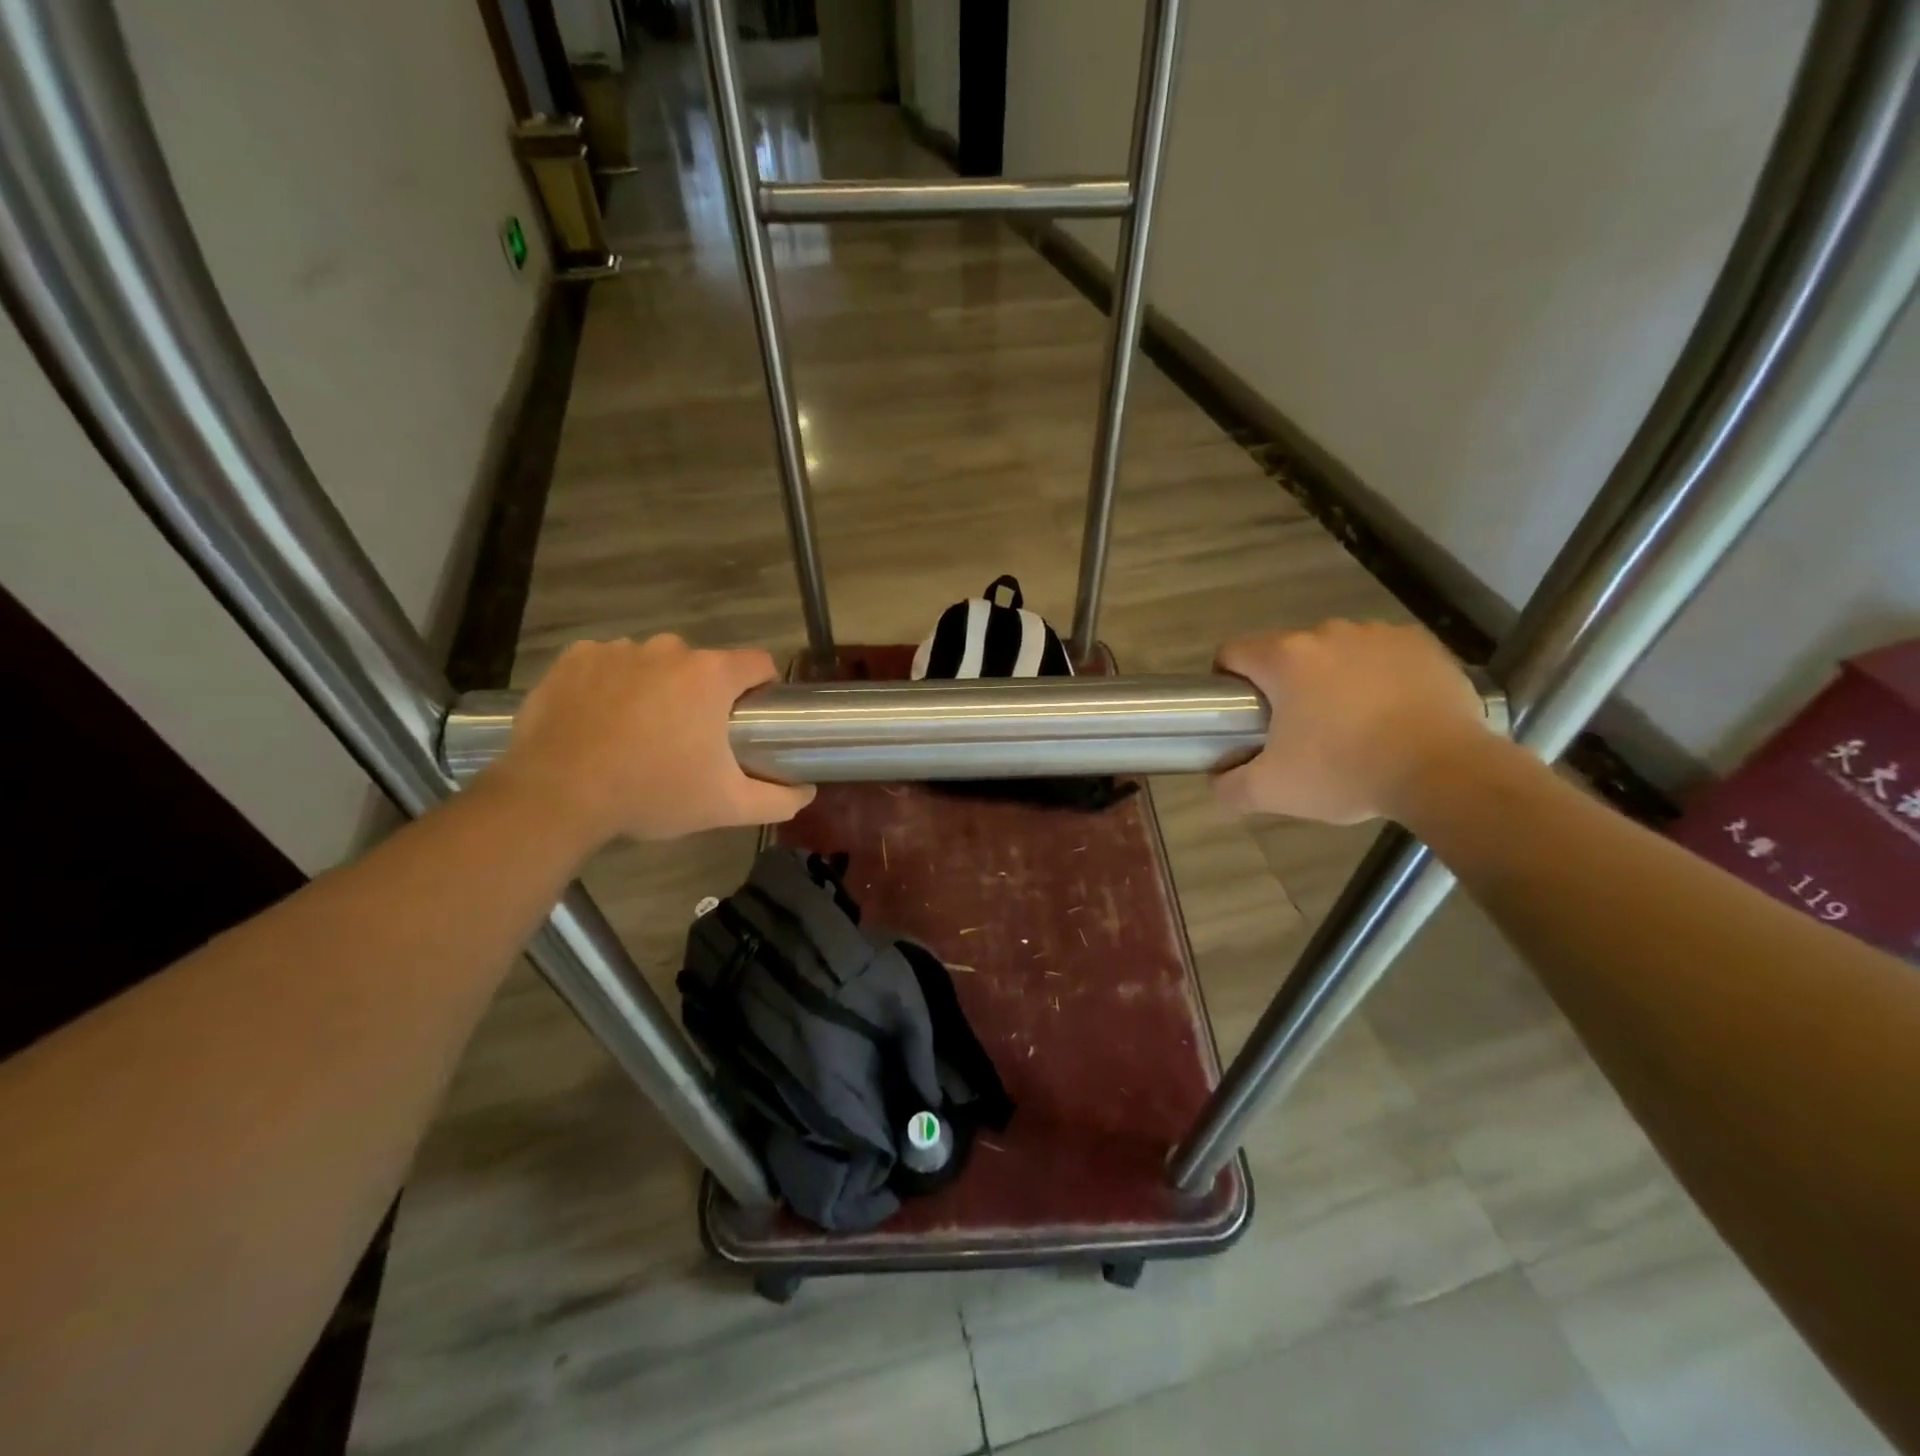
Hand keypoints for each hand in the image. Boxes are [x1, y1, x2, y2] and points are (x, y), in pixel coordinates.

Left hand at [488, 635, 814, 844]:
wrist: (556, 796)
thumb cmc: (652, 794)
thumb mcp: (725, 806)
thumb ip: (777, 798)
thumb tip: (808, 791)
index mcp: (711, 676)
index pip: (758, 663)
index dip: (762, 688)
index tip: (749, 719)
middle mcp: (669, 650)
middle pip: (703, 665)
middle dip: (703, 695)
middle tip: (688, 739)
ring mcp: (618, 650)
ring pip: (654, 663)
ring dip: (656, 688)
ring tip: (638, 733)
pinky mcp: (575, 659)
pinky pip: (608, 663)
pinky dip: (611, 684)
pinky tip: (601, 720)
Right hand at [1214, 620, 1493, 823]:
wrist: (1445, 772)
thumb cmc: (1346, 772)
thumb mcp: (1272, 792)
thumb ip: (1229, 786)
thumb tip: (1217, 778)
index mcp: (1284, 659)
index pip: (1233, 652)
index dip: (1227, 680)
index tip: (1241, 713)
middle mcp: (1327, 633)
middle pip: (1287, 653)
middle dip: (1285, 685)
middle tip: (1298, 730)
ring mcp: (1378, 634)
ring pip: (1336, 652)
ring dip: (1333, 678)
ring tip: (1351, 723)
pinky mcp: (1421, 644)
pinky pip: (1383, 655)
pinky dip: (1378, 676)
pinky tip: (1391, 712)